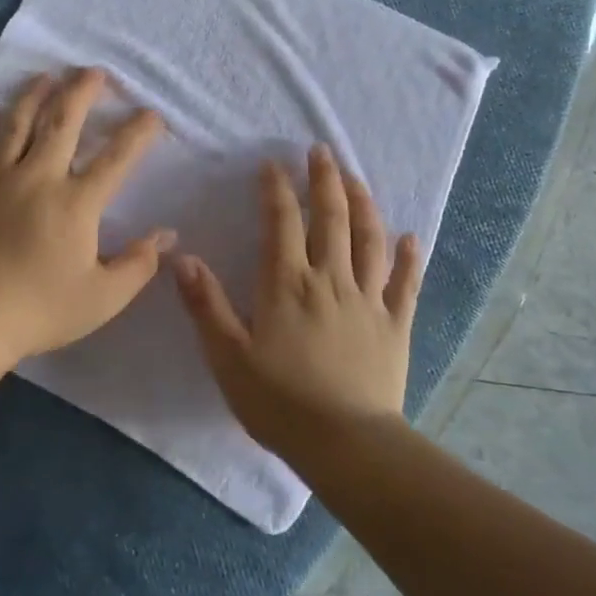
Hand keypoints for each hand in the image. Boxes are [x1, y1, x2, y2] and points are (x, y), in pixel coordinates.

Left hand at [0, 68, 173, 368]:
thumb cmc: (39, 311)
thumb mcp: (102, 298)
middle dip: (81, 91)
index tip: (151, 114)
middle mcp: (37, 178)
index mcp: (75, 203)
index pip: (116, 158)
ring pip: (15, 123)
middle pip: (62, 122)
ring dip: (33, 95)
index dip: (138, 133)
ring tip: (44, 76)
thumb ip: (138, 264)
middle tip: (93, 72)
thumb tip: (167, 235)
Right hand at [174, 144, 421, 466]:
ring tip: (357, 178)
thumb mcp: (228, 356)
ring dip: (364, 205)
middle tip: (323, 151)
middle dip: (325, 180)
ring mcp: (368, 300)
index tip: (273, 165)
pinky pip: (405, 283)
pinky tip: (411, 237)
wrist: (346, 444)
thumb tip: (184, 258)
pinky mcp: (395, 325)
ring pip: (369, 240)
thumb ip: (207, 304)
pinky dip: (409, 257)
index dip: (276, 189)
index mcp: (287, 284)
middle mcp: (330, 280)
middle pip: (331, 219)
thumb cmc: (280, 401)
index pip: (281, 222)